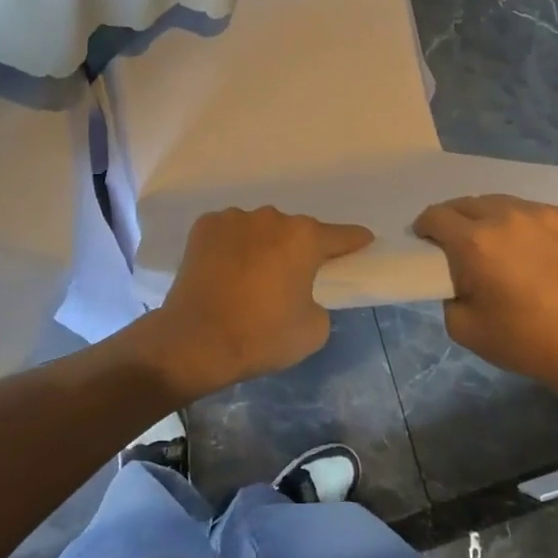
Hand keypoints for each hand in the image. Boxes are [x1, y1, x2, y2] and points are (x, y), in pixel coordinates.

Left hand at [136, 207, 372, 399]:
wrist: (195, 340)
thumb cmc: (261, 335)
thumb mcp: (314, 330)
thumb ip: (319, 300)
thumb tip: (303, 291)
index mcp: (304, 238)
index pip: (340, 235)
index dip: (354, 241)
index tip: (363, 242)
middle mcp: (272, 217)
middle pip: (295, 231)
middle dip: (298, 249)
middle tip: (291, 279)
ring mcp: (235, 218)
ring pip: (260, 229)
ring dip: (263, 246)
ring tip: (251, 277)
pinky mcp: (205, 225)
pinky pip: (230, 232)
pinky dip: (233, 246)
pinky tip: (225, 271)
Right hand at [413, 195, 557, 393]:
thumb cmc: (525, 341)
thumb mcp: (463, 328)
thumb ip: (447, 293)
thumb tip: (456, 275)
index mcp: (474, 241)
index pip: (435, 216)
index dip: (425, 228)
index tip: (426, 242)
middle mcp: (504, 216)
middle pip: (464, 203)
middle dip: (454, 220)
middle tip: (459, 246)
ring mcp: (539, 213)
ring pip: (498, 203)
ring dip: (488, 218)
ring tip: (496, 244)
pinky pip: (531, 211)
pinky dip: (522, 224)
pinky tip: (531, 249)